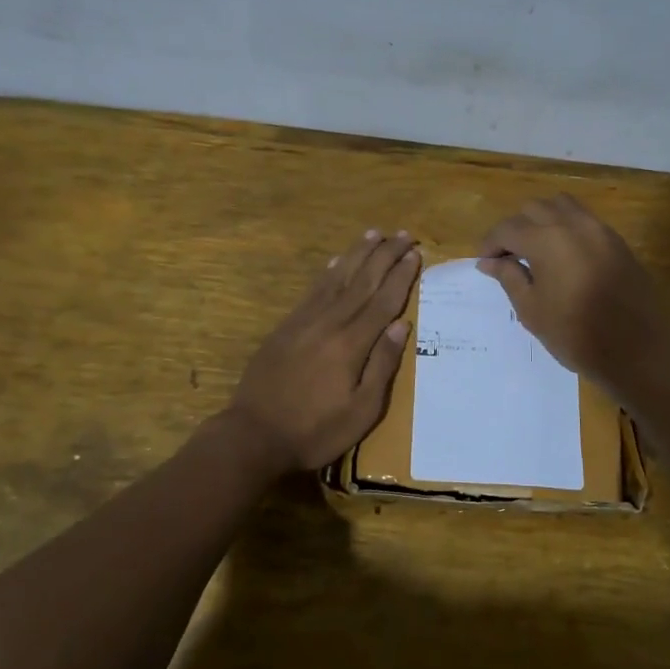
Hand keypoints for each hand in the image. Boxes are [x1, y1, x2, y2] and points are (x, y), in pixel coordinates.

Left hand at [228, 229, 420, 471]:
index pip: (383, 301)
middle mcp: (330, 323)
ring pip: (337, 278)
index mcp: (352, 344)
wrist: (254, 434)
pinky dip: (327, 273)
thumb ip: (382, 365)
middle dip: (385, 255)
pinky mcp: (286, 327)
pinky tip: (335, 262)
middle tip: (403, 234)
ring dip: (357, 254)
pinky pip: (312, 291)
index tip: (415, 254)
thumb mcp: (361, 411)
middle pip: (363, 281)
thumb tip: (402, 325)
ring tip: (373, 234)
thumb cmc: (315, 431)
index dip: (401, 276)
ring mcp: (305, 322)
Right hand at [476, 194, 667, 391]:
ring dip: (542, 220)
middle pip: (534, 209)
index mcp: (547, 239)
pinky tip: (562, 256)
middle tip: (507, 257)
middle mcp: (573, 224)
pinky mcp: (617, 241)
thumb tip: (488, 261)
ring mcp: (599, 229)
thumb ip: (509, 277)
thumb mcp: (531, 309)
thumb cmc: (575, 334)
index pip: (507, 228)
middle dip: (515, 228)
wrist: (637, 350)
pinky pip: (584, 220)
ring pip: (562, 206)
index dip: (490, 243)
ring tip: (535, 250)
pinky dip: (566, 226)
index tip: (484, 263)